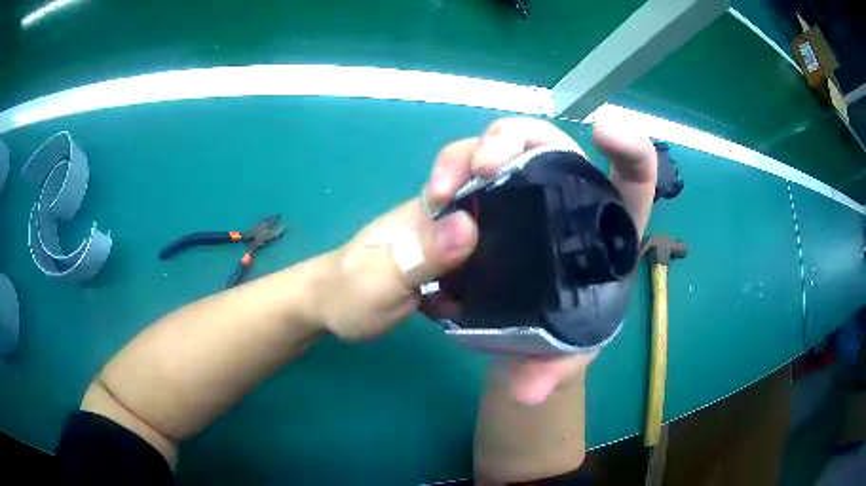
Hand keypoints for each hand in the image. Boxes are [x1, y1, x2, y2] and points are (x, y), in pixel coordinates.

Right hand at [317, 118, 656, 404]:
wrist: (523, 331)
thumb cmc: (564, 330)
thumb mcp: (566, 351)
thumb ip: (554, 369)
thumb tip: (528, 392)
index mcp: (605, 222)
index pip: (633, 175)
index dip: (629, 148)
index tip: (605, 134)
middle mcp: (565, 194)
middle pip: (550, 143)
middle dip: (517, 140)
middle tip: (487, 166)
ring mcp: (521, 191)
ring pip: (502, 147)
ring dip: (471, 152)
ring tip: (446, 187)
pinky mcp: (486, 199)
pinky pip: (466, 170)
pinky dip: (448, 173)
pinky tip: (434, 198)